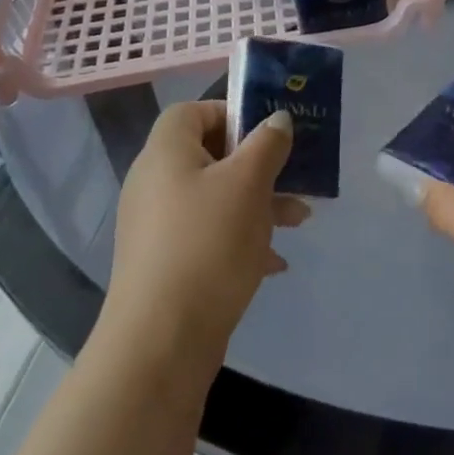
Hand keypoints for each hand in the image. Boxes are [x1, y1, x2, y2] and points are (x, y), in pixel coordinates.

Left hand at [104, 101, 310, 369]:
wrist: (160, 342)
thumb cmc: (207, 243)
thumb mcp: (248, 184)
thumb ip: (267, 145)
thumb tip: (278, 119)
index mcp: (166, 152)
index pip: (192, 111)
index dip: (230, 113)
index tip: (266, 133)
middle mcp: (155, 183)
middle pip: (210, 155)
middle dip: (257, 164)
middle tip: (292, 175)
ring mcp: (157, 226)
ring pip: (215, 197)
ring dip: (257, 203)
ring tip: (298, 220)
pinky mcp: (165, 263)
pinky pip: (208, 235)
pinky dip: (240, 238)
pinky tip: (274, 262)